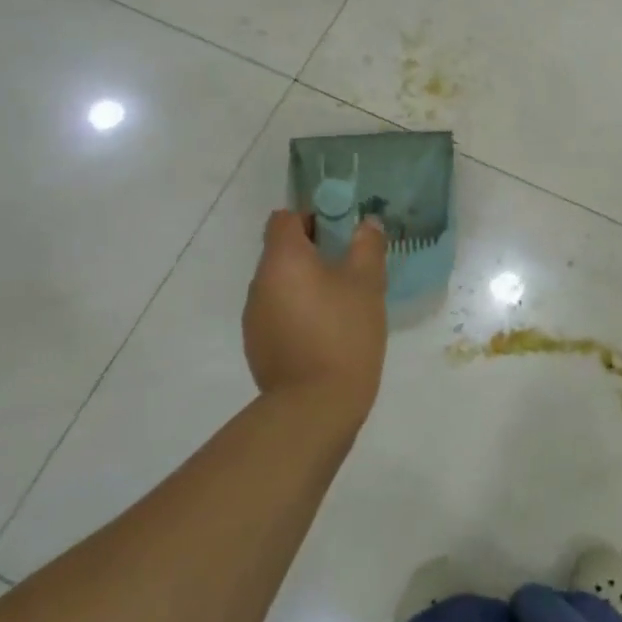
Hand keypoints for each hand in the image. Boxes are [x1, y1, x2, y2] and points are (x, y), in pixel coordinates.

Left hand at [241, 210, 387, 428]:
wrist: (316, 405)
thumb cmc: (344, 332)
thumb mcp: (368, 283)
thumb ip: (367, 245)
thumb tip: (366, 223)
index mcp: (283, 259)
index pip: (284, 219)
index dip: (311, 217)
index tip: (340, 232)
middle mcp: (260, 282)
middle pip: (282, 251)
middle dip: (313, 252)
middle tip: (350, 267)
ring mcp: (254, 316)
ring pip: (281, 284)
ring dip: (305, 284)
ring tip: (341, 303)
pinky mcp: (257, 345)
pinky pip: (278, 312)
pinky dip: (298, 311)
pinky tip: (326, 332)